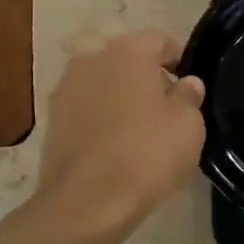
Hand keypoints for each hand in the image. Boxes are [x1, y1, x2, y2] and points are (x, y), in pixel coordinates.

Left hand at [34, 31, 205, 236]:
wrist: (86, 203)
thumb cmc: (147, 154)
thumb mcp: (188, 125)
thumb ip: (189, 96)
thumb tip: (186, 83)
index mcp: (127, 51)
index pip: (160, 41)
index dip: (179, 59)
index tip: (191, 85)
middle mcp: (91, 60)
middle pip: (128, 61)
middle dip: (148, 79)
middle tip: (169, 110)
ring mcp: (65, 89)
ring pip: (104, 85)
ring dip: (122, 99)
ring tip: (142, 131)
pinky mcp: (52, 120)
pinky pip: (86, 110)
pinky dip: (102, 119)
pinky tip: (116, 146)